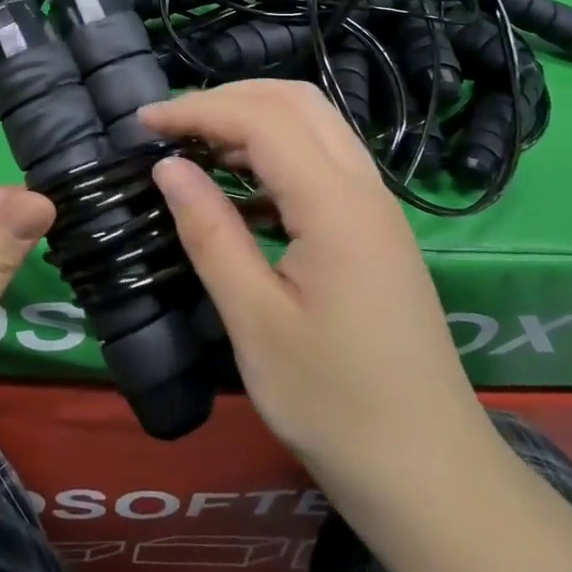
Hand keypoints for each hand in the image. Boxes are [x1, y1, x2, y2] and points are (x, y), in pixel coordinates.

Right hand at [140, 81, 491, 501]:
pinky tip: (242, 189)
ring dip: (254, 119)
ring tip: (197, 147)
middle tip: (171, 126)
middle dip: (227, 98)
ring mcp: (377, 206)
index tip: (141, 123)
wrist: (430, 473)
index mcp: (336, 205)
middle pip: (295, 101)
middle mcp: (364, 187)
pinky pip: (324, 160)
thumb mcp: (256, 322)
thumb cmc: (334, 404)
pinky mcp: (376, 229)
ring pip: (315, 124)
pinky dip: (277, 152)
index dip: (197, 110)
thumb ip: (210, 233)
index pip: (261, 119)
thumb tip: (168, 168)